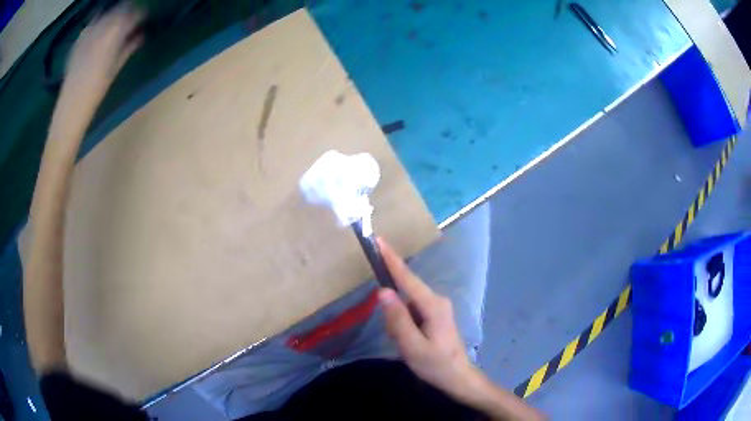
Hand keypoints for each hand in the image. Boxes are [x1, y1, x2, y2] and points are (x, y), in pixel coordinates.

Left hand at [60, 4, 143, 108]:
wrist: (69, 109)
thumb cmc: (95, 93)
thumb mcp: (115, 69)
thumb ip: (129, 47)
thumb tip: (141, 34)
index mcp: (113, 34)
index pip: (133, 13)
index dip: (141, 13)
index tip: (146, 18)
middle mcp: (101, 27)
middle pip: (120, 9)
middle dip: (129, 11)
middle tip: (134, 19)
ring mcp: (88, 32)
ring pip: (107, 12)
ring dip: (115, 14)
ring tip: (119, 22)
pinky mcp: (79, 39)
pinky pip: (94, 22)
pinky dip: (101, 21)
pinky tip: (102, 29)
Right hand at [377, 238, 484, 401]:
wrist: (458, 377)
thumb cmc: (436, 364)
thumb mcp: (413, 347)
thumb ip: (397, 320)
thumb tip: (383, 291)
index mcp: (433, 305)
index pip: (407, 278)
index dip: (391, 259)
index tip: (378, 240)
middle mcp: (436, 300)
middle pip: (405, 292)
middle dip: (393, 311)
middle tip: (397, 338)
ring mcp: (437, 307)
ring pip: (406, 304)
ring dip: (398, 322)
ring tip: (406, 345)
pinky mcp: (434, 315)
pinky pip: (411, 312)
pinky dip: (404, 325)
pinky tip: (410, 343)